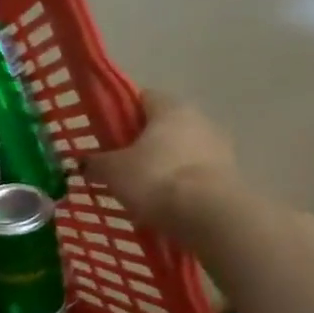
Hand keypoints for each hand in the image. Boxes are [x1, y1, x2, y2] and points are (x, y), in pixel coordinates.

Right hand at [88, 91, 239, 235]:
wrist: (209, 215)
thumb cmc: (155, 178)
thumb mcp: (111, 170)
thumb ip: (94, 163)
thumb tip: (82, 162)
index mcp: (171, 108)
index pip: (142, 97)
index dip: (121, 112)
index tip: (105, 133)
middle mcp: (200, 119)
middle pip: (163, 125)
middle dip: (142, 142)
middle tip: (119, 163)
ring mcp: (220, 148)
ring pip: (181, 150)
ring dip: (163, 164)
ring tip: (140, 188)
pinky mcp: (230, 176)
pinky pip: (195, 174)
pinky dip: (179, 184)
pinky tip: (163, 202)